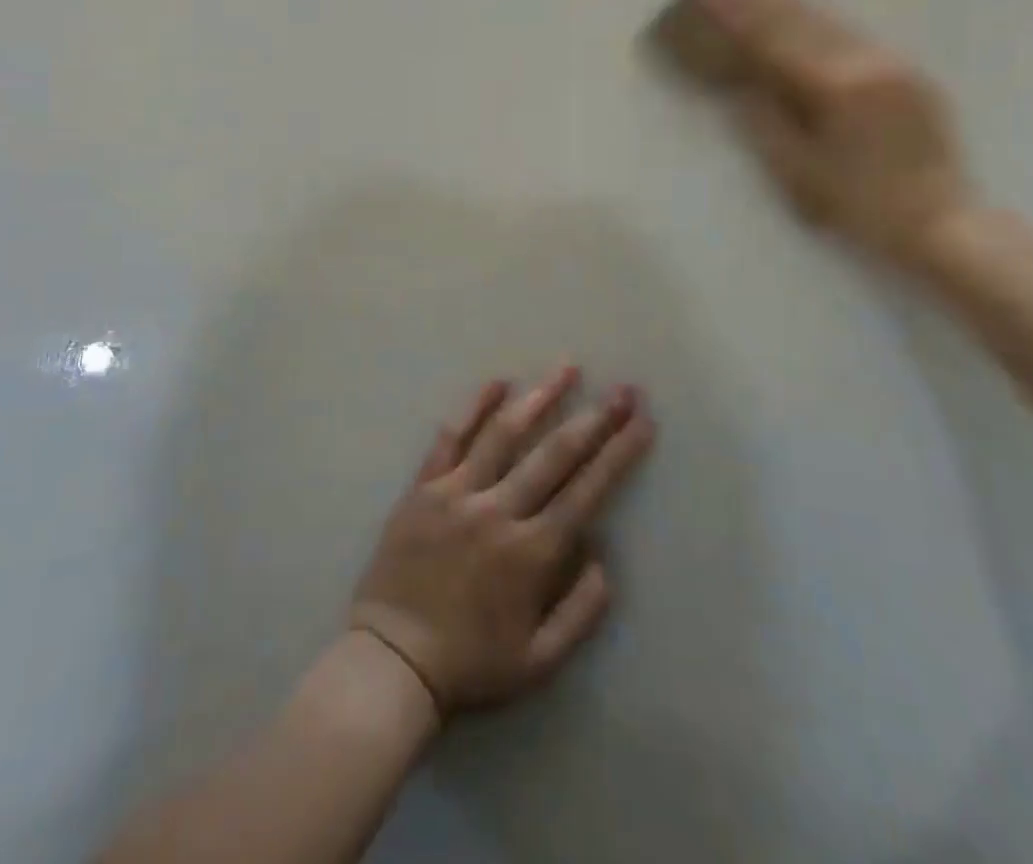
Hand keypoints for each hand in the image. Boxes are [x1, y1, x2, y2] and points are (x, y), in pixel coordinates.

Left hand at [349, 368, 654, 713]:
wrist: (390, 662)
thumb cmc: (470, 665)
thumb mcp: (540, 662)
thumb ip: (581, 612)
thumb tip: (604, 557)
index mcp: (532, 553)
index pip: (588, 490)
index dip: (619, 452)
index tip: (642, 420)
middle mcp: (499, 511)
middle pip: (554, 453)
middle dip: (595, 418)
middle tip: (622, 388)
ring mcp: (458, 492)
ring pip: (505, 433)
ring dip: (540, 397)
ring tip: (566, 367)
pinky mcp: (424, 487)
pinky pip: (451, 438)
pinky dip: (473, 407)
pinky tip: (496, 382)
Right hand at [691, 0, 978, 268]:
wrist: (943, 222)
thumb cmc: (861, 207)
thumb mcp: (800, 173)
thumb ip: (766, 122)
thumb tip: (738, 84)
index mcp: (836, 88)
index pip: (774, 39)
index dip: (738, 13)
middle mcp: (865, 62)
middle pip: (802, 17)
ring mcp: (890, 62)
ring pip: (829, 18)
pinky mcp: (905, 71)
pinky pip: (852, 31)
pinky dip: (818, 16)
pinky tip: (802, 7)